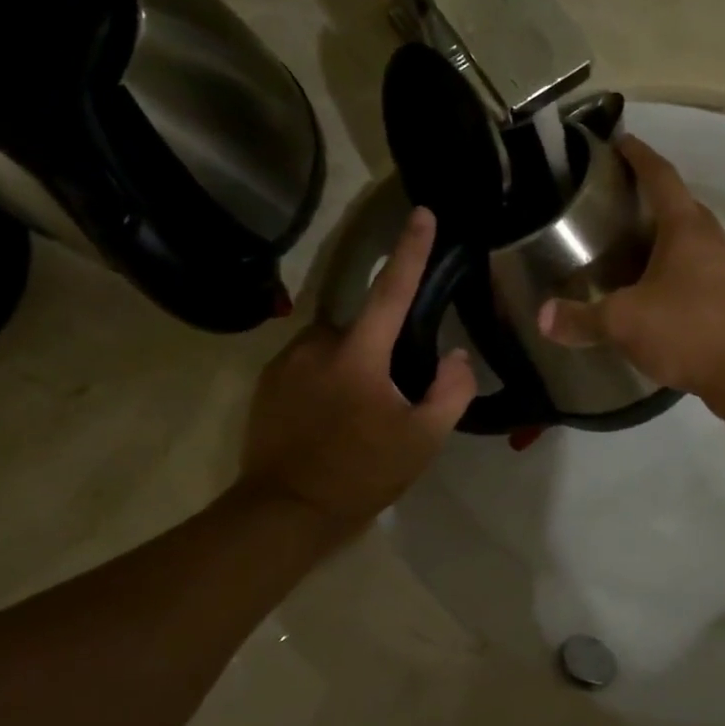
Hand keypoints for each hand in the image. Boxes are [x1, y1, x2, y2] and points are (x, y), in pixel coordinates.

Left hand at [238, 209, 476, 548]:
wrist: (284, 513)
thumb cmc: (359, 473)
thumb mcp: (422, 440)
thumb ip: (450, 392)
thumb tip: (457, 356)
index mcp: (358, 354)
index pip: (392, 289)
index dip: (411, 249)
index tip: (422, 212)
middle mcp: (317, 345)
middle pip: (363, 325)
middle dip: (383, 346)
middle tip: (395, 392)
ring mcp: (285, 363)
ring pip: (335, 346)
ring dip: (354, 365)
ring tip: (360, 415)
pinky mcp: (267, 384)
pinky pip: (310, 364)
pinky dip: (328, 379)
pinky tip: (333, 420)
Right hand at [539, 135, 724, 414]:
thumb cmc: (689, 331)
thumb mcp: (625, 323)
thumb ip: (582, 318)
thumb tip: (542, 317)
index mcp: (686, 229)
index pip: (661, 176)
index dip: (639, 156)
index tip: (620, 141)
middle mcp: (710, 240)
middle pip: (680, 204)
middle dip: (651, 196)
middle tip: (617, 200)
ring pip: (691, 239)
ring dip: (664, 235)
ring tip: (629, 245)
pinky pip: (697, 269)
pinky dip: (673, 268)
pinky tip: (654, 291)